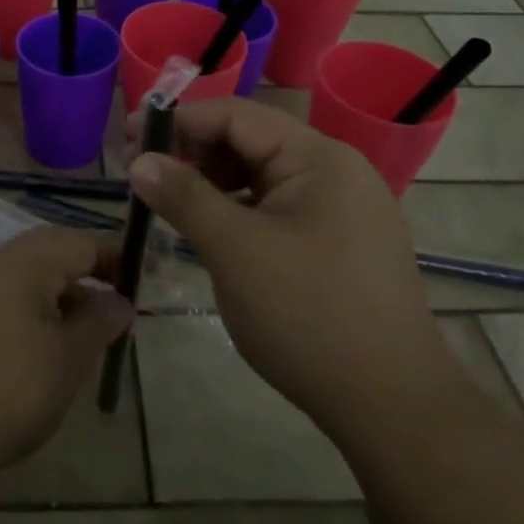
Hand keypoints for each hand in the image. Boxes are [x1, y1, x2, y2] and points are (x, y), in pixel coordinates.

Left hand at [0, 225, 133, 487]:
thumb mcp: (66, 361)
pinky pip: (4, 300)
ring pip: (27, 279)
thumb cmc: (3, 390)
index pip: (82, 241)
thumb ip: (98, 324)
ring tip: (84, 338)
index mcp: (25, 261)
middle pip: (52, 254)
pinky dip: (31, 315)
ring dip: (60, 299)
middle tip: (116, 312)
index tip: (142, 285)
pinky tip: (40, 353)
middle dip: (88, 277)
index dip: (116, 258)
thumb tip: (120, 300)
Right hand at [126, 97, 455, 432]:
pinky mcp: (342, 242)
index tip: (129, 140)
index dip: (179, 121)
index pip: (237, 115)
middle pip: (251, 140)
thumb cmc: (308, 317)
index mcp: (319, 158)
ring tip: (173, 205)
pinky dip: (240, 210)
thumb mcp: (235, 251)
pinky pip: (279, 206)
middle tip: (145, 177)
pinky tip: (214, 232)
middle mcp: (336, 170)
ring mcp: (344, 208)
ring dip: (214, 182)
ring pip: (263, 175)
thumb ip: (185, 197)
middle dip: (194, 152)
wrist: (394, 408)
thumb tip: (139, 160)